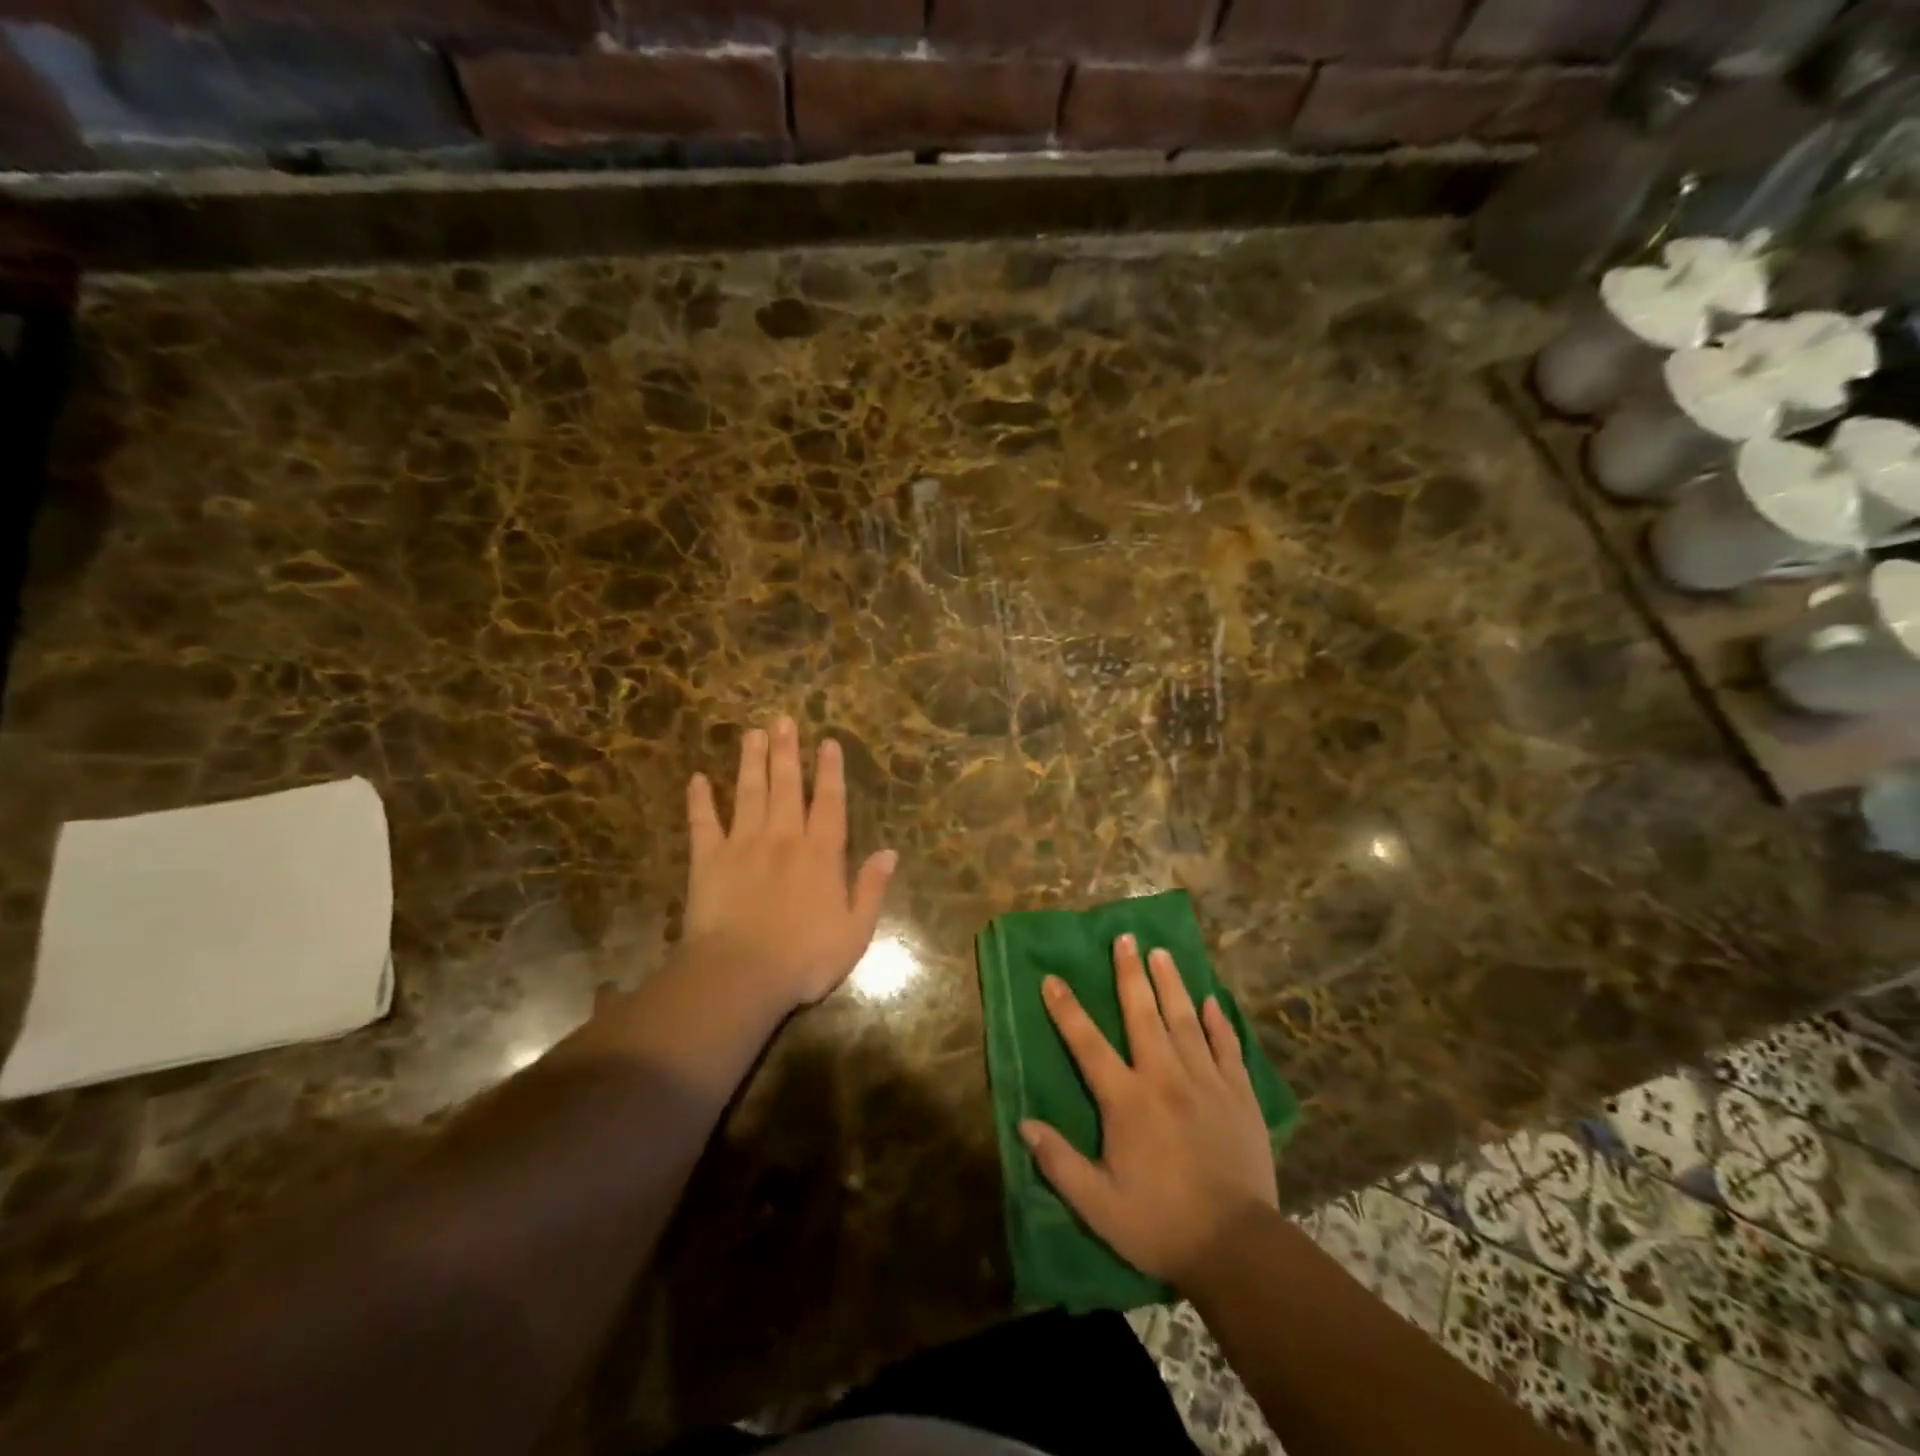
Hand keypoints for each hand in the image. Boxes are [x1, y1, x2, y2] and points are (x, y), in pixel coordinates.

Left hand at [683, 716, 897, 1009]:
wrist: (741, 975)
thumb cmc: (804, 958)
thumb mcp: (855, 931)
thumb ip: (871, 888)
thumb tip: (890, 852)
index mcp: (821, 854)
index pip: (829, 802)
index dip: (830, 771)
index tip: (827, 742)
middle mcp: (783, 838)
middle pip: (786, 786)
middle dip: (787, 752)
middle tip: (783, 720)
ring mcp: (743, 845)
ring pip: (749, 793)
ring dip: (751, 762)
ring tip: (752, 733)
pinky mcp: (708, 860)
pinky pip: (703, 824)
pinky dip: (699, 801)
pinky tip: (697, 780)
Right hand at [1020, 935, 1277, 1287]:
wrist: (1237, 1247)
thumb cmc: (1160, 1224)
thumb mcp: (1097, 1204)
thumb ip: (1059, 1162)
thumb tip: (1024, 1124)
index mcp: (1128, 1099)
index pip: (1088, 1044)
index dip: (1067, 1010)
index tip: (1052, 979)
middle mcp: (1165, 1077)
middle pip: (1143, 1014)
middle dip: (1130, 973)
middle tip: (1125, 938)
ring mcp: (1207, 1082)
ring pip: (1186, 1020)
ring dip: (1172, 983)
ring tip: (1162, 952)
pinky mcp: (1240, 1095)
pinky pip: (1228, 1047)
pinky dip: (1219, 1022)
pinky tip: (1212, 1001)